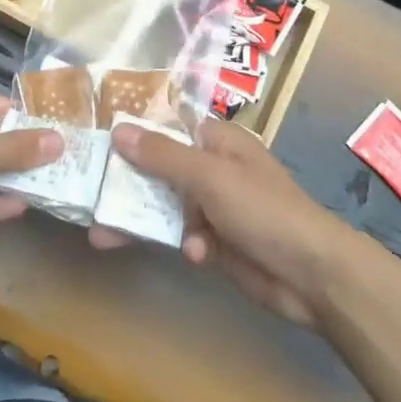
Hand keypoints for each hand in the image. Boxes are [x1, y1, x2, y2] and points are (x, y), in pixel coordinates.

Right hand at [88, 117, 360, 328]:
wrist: (312, 274)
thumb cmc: (262, 209)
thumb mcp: (209, 176)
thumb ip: (162, 155)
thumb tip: (118, 129)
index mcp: (218, 142)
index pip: (168, 128)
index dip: (134, 133)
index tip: (97, 142)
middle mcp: (215, 169)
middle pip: (160, 170)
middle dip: (127, 185)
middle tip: (88, 196)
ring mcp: (217, 207)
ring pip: (167, 206)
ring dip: (143, 220)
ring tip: (102, 236)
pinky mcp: (218, 242)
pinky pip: (185, 236)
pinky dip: (185, 244)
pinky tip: (196, 255)